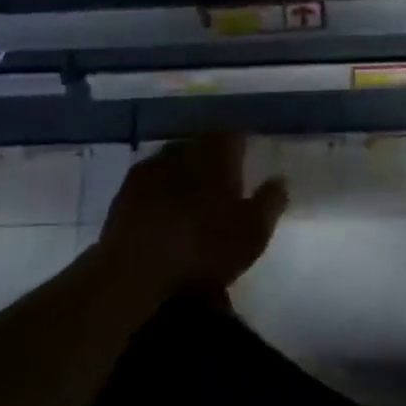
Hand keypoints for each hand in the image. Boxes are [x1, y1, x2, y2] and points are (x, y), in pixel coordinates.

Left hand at [99, 132, 287, 296]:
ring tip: (191, 198)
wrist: (134, 271)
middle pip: (202, 145)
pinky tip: (163, 210)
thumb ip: (270, 202)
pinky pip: (151, 180)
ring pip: (175, 160)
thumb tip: (280, 179)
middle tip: (222, 183)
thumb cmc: (202, 248)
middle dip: (213, 159)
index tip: (248, 161)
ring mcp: (150, 167)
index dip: (242, 147)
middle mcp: (183, 149)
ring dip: (185, 173)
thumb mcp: (251, 233)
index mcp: (215, 154)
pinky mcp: (125, 189)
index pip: (233, 135)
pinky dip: (161, 189)